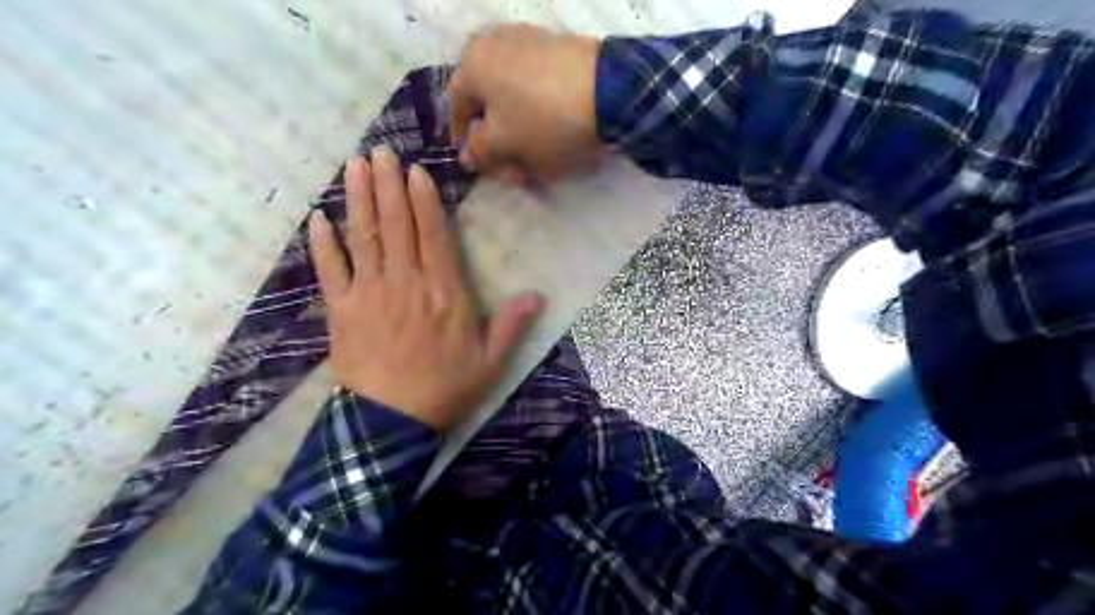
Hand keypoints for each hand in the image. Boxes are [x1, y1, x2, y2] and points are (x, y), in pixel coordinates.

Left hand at [311, 148, 545, 428]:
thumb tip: (538, 295)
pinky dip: (323, 243)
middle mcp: (406, 283)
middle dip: (389, 185)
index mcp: (444, 292)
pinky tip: (318, 218)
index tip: (415, 171)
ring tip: (355, 166)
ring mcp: (369, 293)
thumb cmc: (445, 389)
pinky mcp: (341, 310)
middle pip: (396, 226)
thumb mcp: (490, 362)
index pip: (434, 235)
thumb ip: (512, 326)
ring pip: (363, 237)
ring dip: (358, 199)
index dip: (424, 200)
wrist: (390, 422)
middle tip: (381, 152)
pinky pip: (330, 270)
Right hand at [443, 23, 601, 184]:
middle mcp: (497, 44)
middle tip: (512, 174)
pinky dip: (542, 120)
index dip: (462, 138)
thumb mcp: (503, 143)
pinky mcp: (563, 54)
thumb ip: (478, 151)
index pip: (455, 105)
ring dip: (521, 137)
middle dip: (498, 144)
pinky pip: (540, 93)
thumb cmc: (542, 121)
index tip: (473, 163)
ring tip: (538, 167)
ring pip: (517, 101)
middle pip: (489, 104)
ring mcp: (533, 45)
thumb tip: (467, 154)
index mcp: (473, 62)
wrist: (609, 92)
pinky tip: (555, 145)